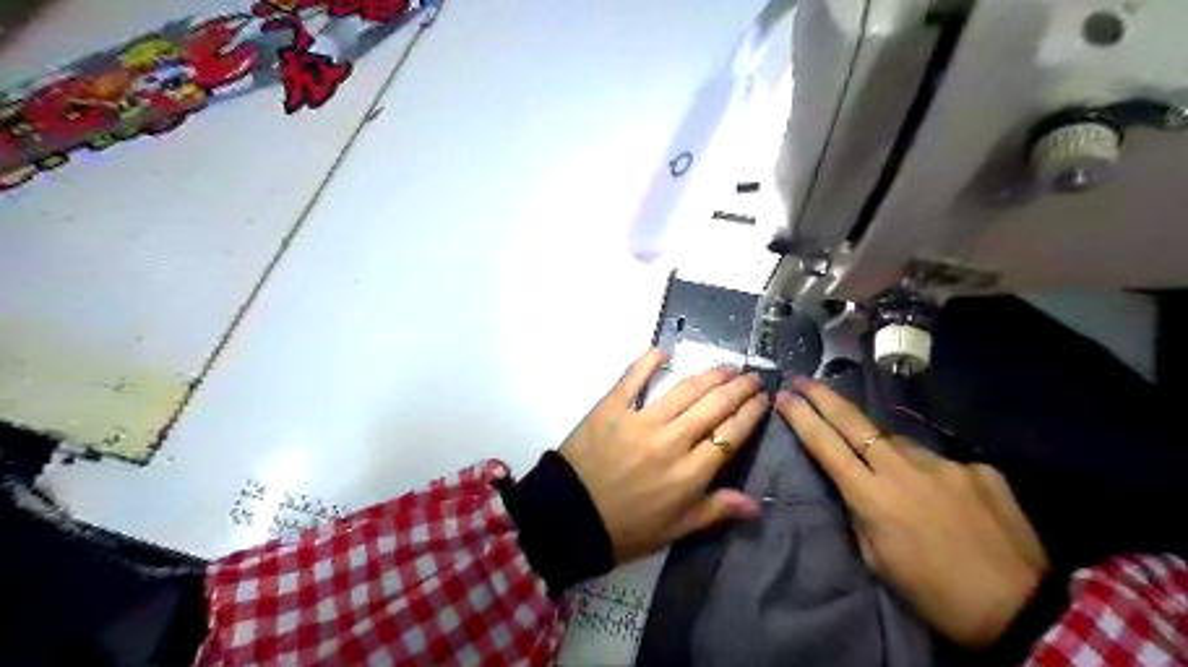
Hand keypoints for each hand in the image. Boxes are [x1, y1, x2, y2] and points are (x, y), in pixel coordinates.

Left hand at [564, 350, 770, 562]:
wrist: (569, 517)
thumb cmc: (626, 529)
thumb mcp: (675, 530)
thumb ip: (715, 511)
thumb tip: (756, 505)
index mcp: (690, 473)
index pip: (731, 435)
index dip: (751, 413)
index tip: (762, 399)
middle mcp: (672, 441)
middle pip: (715, 406)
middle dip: (739, 388)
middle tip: (751, 376)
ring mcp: (641, 421)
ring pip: (684, 390)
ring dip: (710, 375)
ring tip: (726, 366)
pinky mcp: (612, 408)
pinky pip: (633, 379)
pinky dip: (648, 362)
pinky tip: (663, 351)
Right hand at [782, 378, 1047, 647]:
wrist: (1021, 608)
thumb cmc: (934, 593)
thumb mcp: (877, 559)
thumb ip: (862, 512)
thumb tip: (859, 483)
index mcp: (872, 496)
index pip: (826, 445)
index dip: (802, 417)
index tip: (784, 396)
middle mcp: (903, 469)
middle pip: (853, 421)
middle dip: (822, 396)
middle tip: (802, 379)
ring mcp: (944, 463)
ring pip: (897, 442)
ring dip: (884, 449)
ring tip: (892, 477)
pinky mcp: (977, 467)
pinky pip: (939, 462)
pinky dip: (930, 474)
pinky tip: (943, 500)